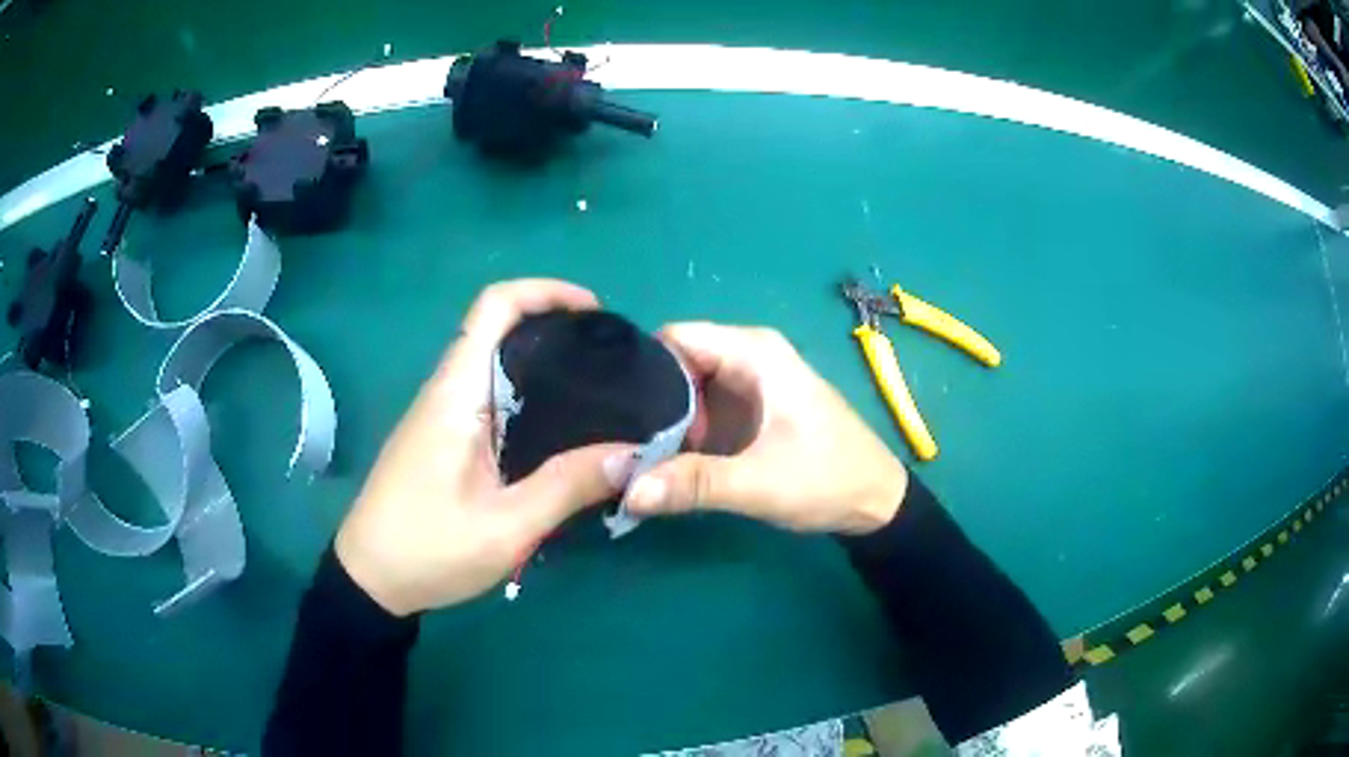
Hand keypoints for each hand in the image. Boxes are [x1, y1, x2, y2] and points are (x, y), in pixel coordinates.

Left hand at [335, 280, 636, 615]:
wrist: (370, 578)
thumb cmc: (429, 549)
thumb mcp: (507, 527)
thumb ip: (568, 486)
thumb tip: (632, 453)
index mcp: (456, 394)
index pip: (493, 307)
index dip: (544, 291)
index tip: (595, 312)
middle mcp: (448, 390)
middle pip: (501, 329)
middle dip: (557, 327)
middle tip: (612, 360)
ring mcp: (443, 414)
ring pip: (497, 364)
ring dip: (545, 363)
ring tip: (600, 390)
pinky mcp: (444, 437)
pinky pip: (492, 396)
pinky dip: (531, 395)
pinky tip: (562, 429)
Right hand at [624, 323, 907, 534]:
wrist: (874, 503)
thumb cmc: (828, 480)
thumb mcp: (759, 483)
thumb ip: (694, 484)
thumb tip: (628, 491)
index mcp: (754, 353)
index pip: (675, 339)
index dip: (641, 369)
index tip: (611, 411)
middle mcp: (747, 357)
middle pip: (675, 364)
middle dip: (645, 400)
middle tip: (613, 442)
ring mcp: (747, 385)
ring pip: (684, 390)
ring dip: (659, 421)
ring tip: (625, 454)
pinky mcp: (747, 412)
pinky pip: (700, 411)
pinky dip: (679, 433)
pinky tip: (655, 461)